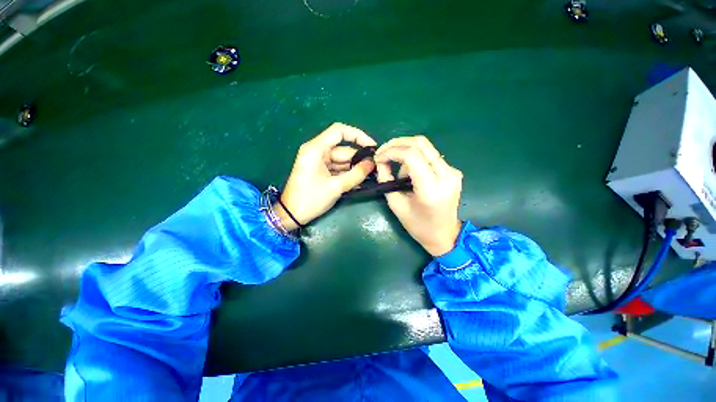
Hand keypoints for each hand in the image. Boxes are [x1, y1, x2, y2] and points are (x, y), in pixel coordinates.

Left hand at [275, 123, 376, 230]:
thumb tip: (372, 164)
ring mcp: (319, 162)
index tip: (372, 146)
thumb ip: (356, 174)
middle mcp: (318, 152)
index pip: (339, 131)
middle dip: (359, 159)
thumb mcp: (336, 187)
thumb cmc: (310, 199)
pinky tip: (360, 182)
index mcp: (316, 149)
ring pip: (342, 161)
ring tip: (371, 177)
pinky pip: (338, 170)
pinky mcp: (321, 172)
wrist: (292, 215)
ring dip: (355, 169)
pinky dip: (348, 175)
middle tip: (375, 169)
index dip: (358, 135)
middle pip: (343, 150)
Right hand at [375, 136, 462, 255]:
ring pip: (425, 147)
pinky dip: (414, 158)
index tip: (378, 157)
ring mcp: (453, 171)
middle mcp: (447, 175)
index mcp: (431, 188)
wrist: (445, 235)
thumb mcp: (396, 205)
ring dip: (405, 152)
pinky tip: (408, 172)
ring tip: (396, 170)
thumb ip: (386, 180)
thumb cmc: (418, 226)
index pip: (411, 156)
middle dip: (397, 143)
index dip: (391, 151)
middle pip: (421, 144)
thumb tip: (380, 161)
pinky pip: (430, 156)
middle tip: (382, 151)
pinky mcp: (453, 171)